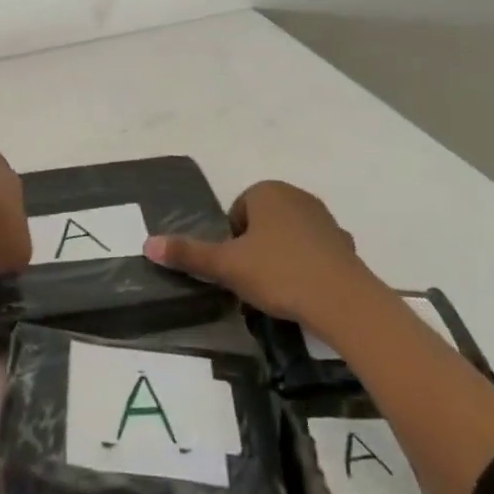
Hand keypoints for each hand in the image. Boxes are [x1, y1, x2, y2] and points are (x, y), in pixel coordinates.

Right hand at [144, 179, 373, 323]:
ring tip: (279, 290)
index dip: (231, 242)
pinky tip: (306, 292)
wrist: (344, 301)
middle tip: (254, 281)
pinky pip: (315, 252)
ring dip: (281, 257)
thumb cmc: (279, 273)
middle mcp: (296, 196)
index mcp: (266, 191)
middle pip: (262, 223)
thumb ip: (189, 254)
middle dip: (255, 248)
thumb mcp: (227, 266)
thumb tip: (148, 244)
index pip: (236, 213)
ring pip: (288, 236)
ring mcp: (324, 218)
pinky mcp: (345, 243)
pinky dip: (308, 267)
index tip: (236, 269)